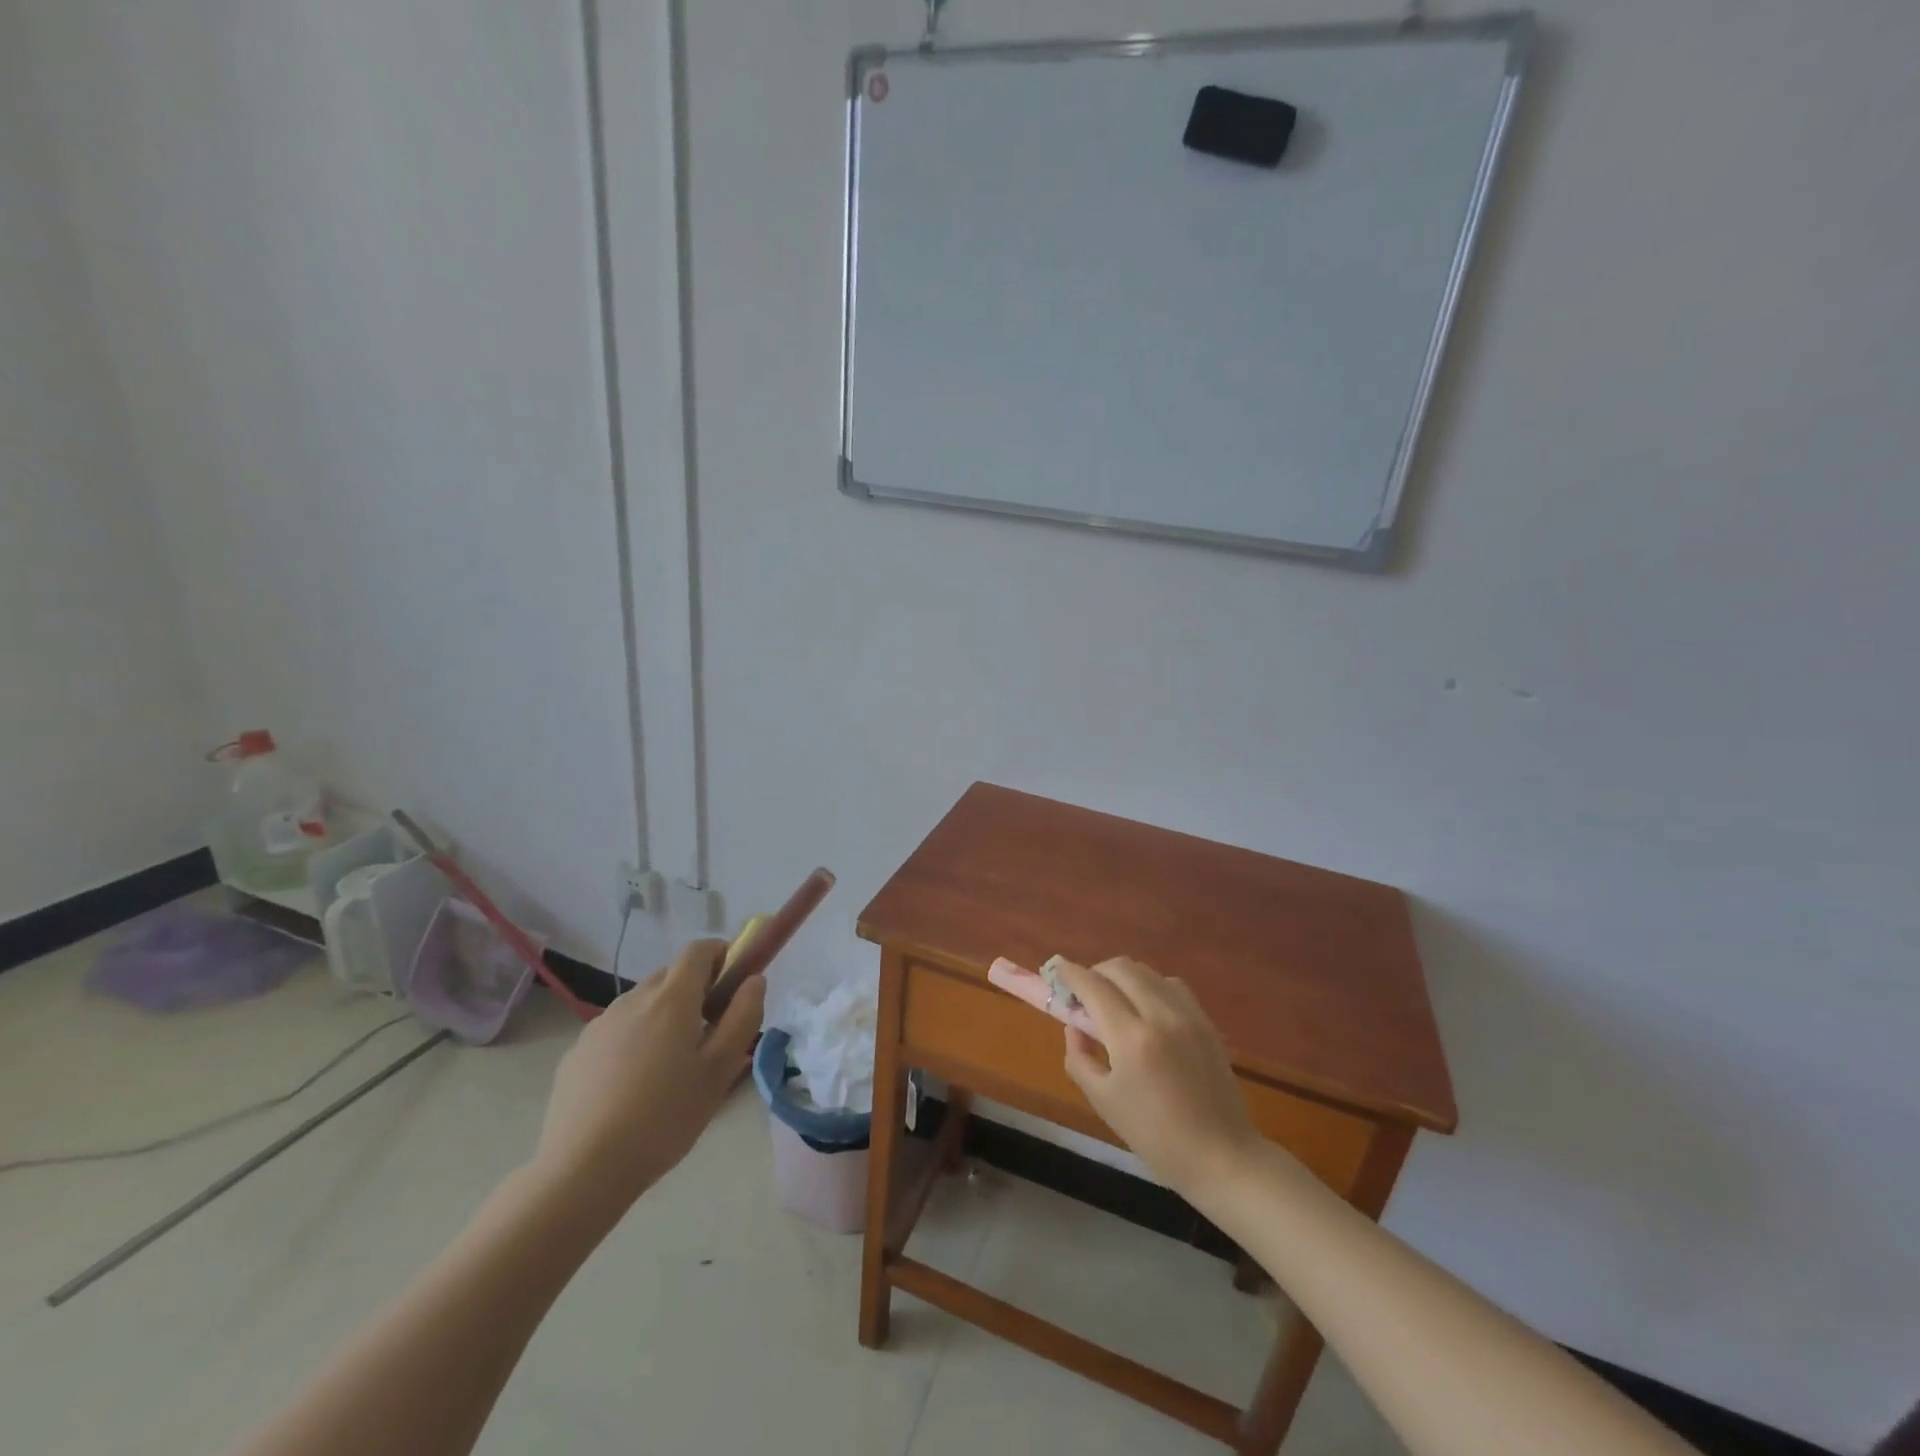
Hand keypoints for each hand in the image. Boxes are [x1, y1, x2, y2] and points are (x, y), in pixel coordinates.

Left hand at [531, 939, 764, 1210]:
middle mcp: (633, 999)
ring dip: (663, 1016)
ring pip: (642, 1003)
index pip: (698, 950)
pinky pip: (616, 1030)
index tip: (734, 981)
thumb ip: (743, 1017)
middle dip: (695, 991)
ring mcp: (600, 1025)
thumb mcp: (720, 1070)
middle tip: (709, 1032)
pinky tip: (634, 1086)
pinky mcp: (578, 1052)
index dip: (720, 955)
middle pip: (670, 976)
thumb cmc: (665, 1116)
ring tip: (670, 1066)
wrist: (583, 1169)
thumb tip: (753, 981)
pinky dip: (633, 1040)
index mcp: (671, 998)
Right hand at [1059, 957, 1263, 1201]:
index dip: (1071, 974)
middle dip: (1096, 971)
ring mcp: (1187, 1015)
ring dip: (1124, 976)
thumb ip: (1080, 1058)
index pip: (1094, 987)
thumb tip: (1074, 1027)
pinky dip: (1151, 985)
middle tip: (1084, 992)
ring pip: (1147, 972)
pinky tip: (1146, 1009)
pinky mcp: (1205, 1021)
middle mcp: (1160, 1015)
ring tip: (1114, 1000)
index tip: (1057, 969)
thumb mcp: (1104, 1102)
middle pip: (1121, 968)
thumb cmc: (1155, 1136)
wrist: (1221, 1156)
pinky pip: (1172, 985)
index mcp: (1131, 1038)